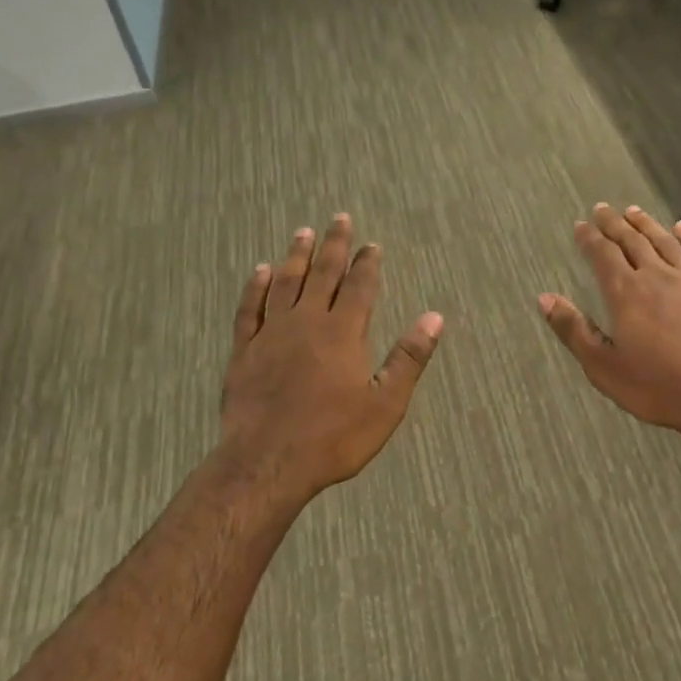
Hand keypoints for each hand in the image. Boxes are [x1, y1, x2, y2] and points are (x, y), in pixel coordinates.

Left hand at [218, 213, 442, 505]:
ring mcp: (272, 333)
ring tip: (304, 233)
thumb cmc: (334, 437)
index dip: (367, 263)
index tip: (372, 245)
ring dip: (296, 256)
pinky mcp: (245, 350)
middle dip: (334, 246)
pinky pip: (250, 308)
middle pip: (322, 274)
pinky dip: (256, 287)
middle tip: (340, 219)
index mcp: (343, 332)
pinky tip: (260, 271)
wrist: (268, 462)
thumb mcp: (385, 404)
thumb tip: (434, 317)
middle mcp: (307, 322)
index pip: (359, 286)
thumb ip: (409, 358)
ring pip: (285, 283)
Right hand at [539, 203, 680, 443]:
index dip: (589, 239)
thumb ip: (573, 329)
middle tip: (602, 209)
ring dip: (647, 225)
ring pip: (665, 243)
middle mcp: (657, 277)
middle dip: (614, 224)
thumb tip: (544, 298)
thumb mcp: (603, 366)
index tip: (580, 225)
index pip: (603, 255)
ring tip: (634, 211)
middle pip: (632, 242)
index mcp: (626, 293)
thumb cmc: (657, 386)